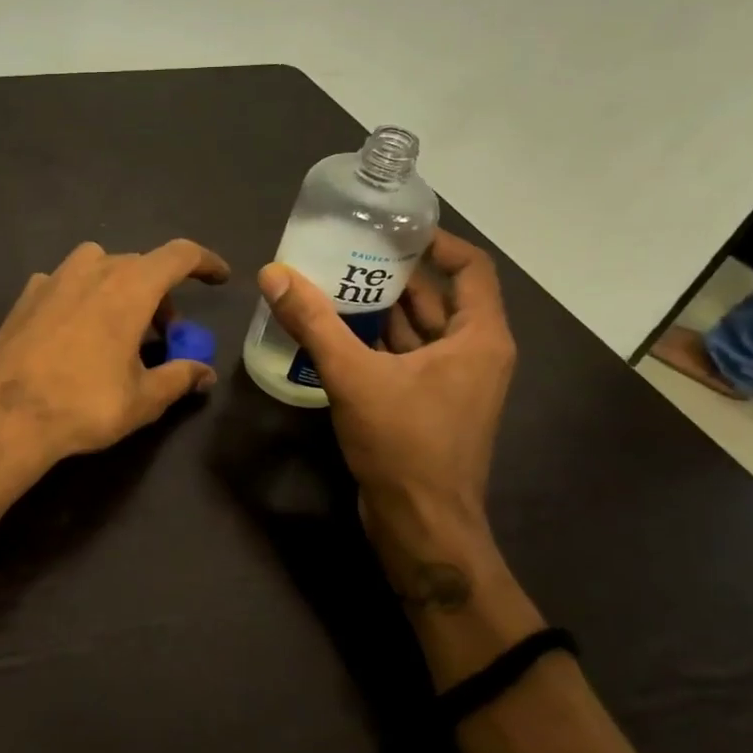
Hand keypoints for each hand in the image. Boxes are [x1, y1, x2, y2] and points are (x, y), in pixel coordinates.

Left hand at [0, 239, 230, 485]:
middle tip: (164, 334)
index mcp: (130, 287)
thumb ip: (179, 378)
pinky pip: (65, 282)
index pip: (179, 255)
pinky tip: (75, 332)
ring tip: (119, 328)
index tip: (219, 278)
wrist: (4, 417)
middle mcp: (92, 270)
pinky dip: (82, 296)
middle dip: (160, 294)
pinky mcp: (26, 296)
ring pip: (99, 267)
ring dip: (119, 288)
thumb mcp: (143, 399)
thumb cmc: (83, 405)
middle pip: (139, 265)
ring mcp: (53, 278)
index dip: (205, 262)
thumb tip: (205, 374)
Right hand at [258, 230, 514, 594]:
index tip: (393, 229)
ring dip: (380, 309)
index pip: (471, 268)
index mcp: (478, 337)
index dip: (437, 242)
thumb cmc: (404, 443)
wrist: (421, 523)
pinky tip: (334, 334)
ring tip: (331, 285)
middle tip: (345, 253)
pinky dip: (376, 342)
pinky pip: (405, 358)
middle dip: (394, 275)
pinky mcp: (430, 406)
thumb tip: (273, 273)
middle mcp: (474, 354)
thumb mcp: (353, 375)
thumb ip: (313, 321)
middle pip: (438, 297)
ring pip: (418, 330)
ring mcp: (453, 383)